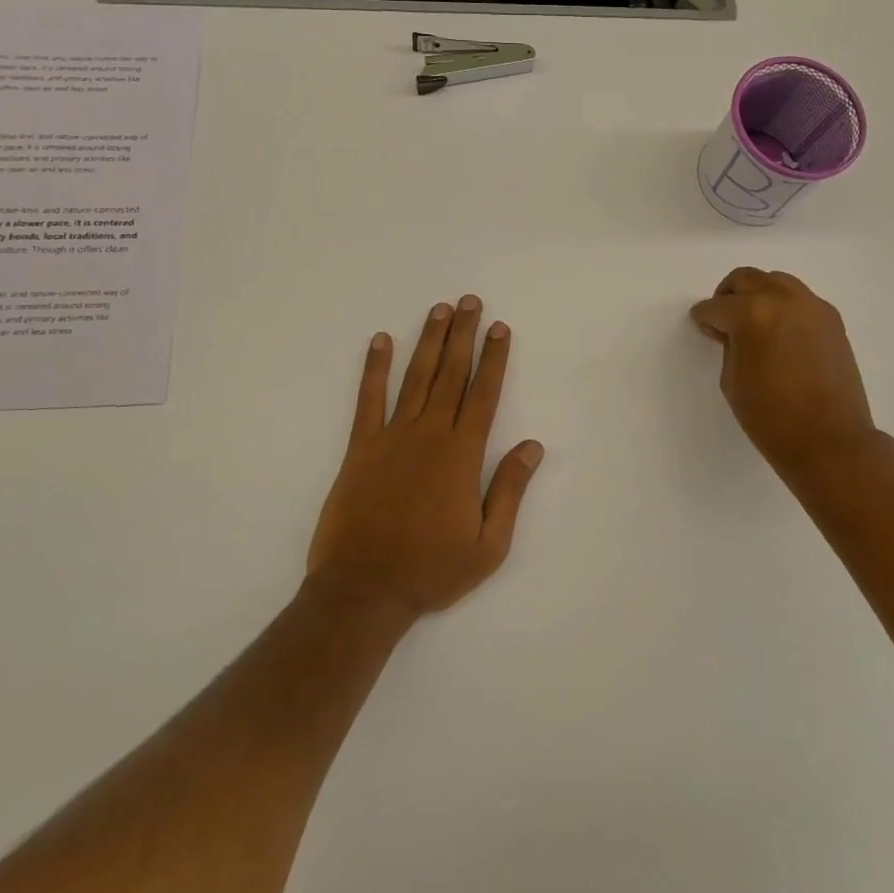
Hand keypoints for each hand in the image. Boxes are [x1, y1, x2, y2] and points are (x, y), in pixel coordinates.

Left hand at [306, 296, 544, 621]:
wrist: (364, 590)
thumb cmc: (431, 570)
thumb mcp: (489, 545)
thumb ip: (510, 490)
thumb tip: (533, 446)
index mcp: (462, 455)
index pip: (483, 395)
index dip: (494, 359)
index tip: (500, 328)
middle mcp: (429, 435)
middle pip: (451, 375)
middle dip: (464, 335)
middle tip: (470, 302)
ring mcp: (392, 437)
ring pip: (416, 378)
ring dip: (429, 341)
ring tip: (439, 310)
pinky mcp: (360, 447)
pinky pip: (369, 399)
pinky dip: (374, 368)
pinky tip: (381, 341)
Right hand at [690, 268, 881, 488]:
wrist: (829, 440)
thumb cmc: (770, 417)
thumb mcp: (732, 380)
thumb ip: (729, 345)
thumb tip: (733, 331)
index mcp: (751, 314)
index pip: (716, 306)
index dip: (704, 317)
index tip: (702, 325)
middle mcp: (783, 299)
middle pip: (746, 279)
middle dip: (728, 295)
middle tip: (723, 319)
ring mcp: (812, 307)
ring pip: (776, 282)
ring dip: (758, 295)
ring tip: (753, 323)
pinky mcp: (832, 320)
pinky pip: (800, 299)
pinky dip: (784, 306)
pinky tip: (779, 333)